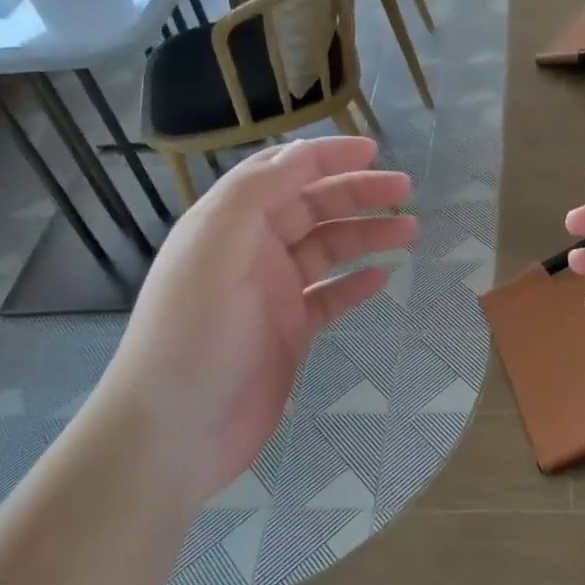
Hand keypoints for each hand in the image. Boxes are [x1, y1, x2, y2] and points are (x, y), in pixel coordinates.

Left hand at [98, 137, 414, 501]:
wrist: (174, 434)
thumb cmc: (193, 336)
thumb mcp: (215, 250)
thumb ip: (254, 195)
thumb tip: (300, 155)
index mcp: (229, 224)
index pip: (281, 173)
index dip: (326, 156)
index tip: (373, 150)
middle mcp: (251, 251)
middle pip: (312, 208)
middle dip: (357, 193)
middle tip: (405, 191)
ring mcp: (272, 294)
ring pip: (327, 250)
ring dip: (366, 236)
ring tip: (410, 231)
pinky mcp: (289, 333)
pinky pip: (330, 297)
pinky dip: (356, 284)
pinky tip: (383, 277)